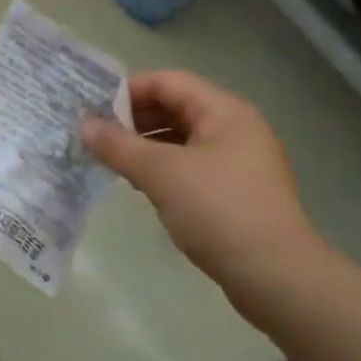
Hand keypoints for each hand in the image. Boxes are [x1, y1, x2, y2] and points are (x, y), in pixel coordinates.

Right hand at [81, 71, 329, 298]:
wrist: (277, 278)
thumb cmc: (218, 210)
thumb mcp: (160, 173)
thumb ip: (118, 145)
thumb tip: (83, 124)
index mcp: (224, 111)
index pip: (168, 82)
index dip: (128, 90)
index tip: (92, 108)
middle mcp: (235, 128)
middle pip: (175, 107)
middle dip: (133, 118)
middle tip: (95, 134)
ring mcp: (238, 162)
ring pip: (181, 138)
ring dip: (144, 144)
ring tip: (110, 158)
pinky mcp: (235, 191)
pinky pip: (190, 165)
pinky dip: (162, 167)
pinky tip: (138, 183)